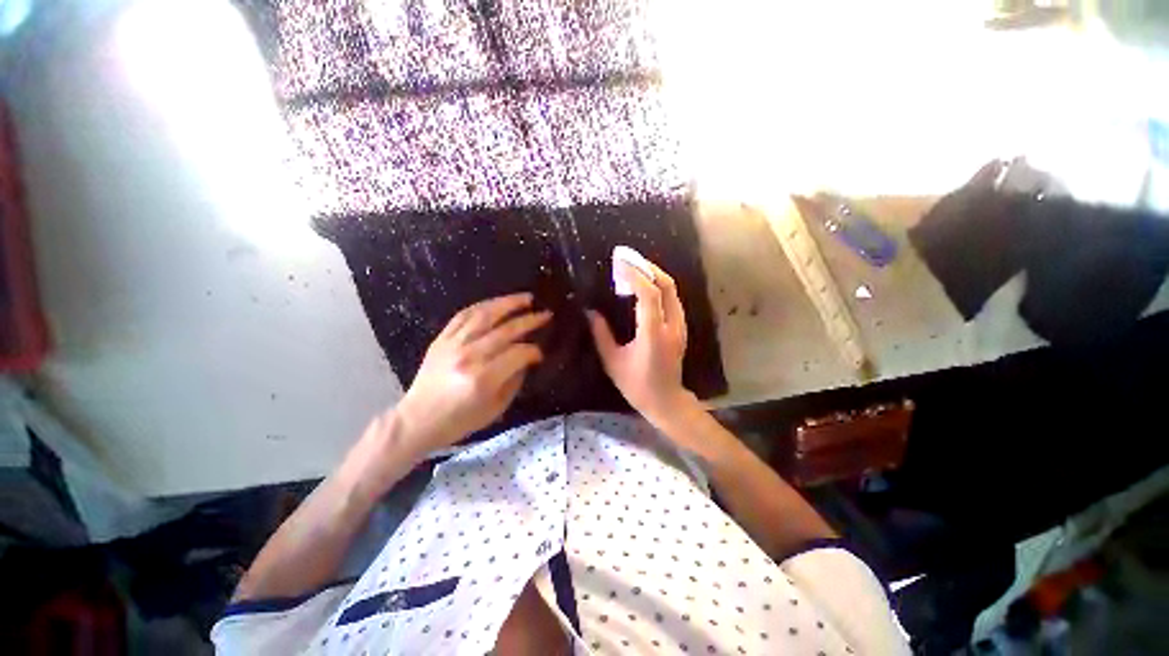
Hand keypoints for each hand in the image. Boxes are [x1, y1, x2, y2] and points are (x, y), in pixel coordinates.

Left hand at [395, 293, 550, 451]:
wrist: (417, 419)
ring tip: (526, 298)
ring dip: (509, 303)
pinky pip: (464, 315)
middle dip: (530, 320)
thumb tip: (527, 358)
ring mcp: (453, 344)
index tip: (540, 354)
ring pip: (485, 315)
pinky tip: (497, 303)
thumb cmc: (460, 419)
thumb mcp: (496, 407)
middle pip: (506, 330)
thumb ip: (515, 380)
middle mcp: (469, 356)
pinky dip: (484, 306)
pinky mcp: (442, 339)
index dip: (534, 351)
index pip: (518, 353)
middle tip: (546, 314)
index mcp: (484, 378)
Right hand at [587, 259, 695, 423]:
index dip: (635, 276)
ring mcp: (680, 326)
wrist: (666, 401)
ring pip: (672, 290)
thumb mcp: (613, 361)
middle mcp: (671, 326)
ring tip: (633, 267)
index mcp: (653, 334)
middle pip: (666, 286)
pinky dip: (658, 286)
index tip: (619, 262)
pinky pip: (672, 299)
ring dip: (654, 274)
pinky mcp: (681, 328)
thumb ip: (601, 334)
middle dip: (647, 267)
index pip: (649, 295)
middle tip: (627, 258)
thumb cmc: (636, 385)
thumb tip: (590, 312)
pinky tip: (644, 285)